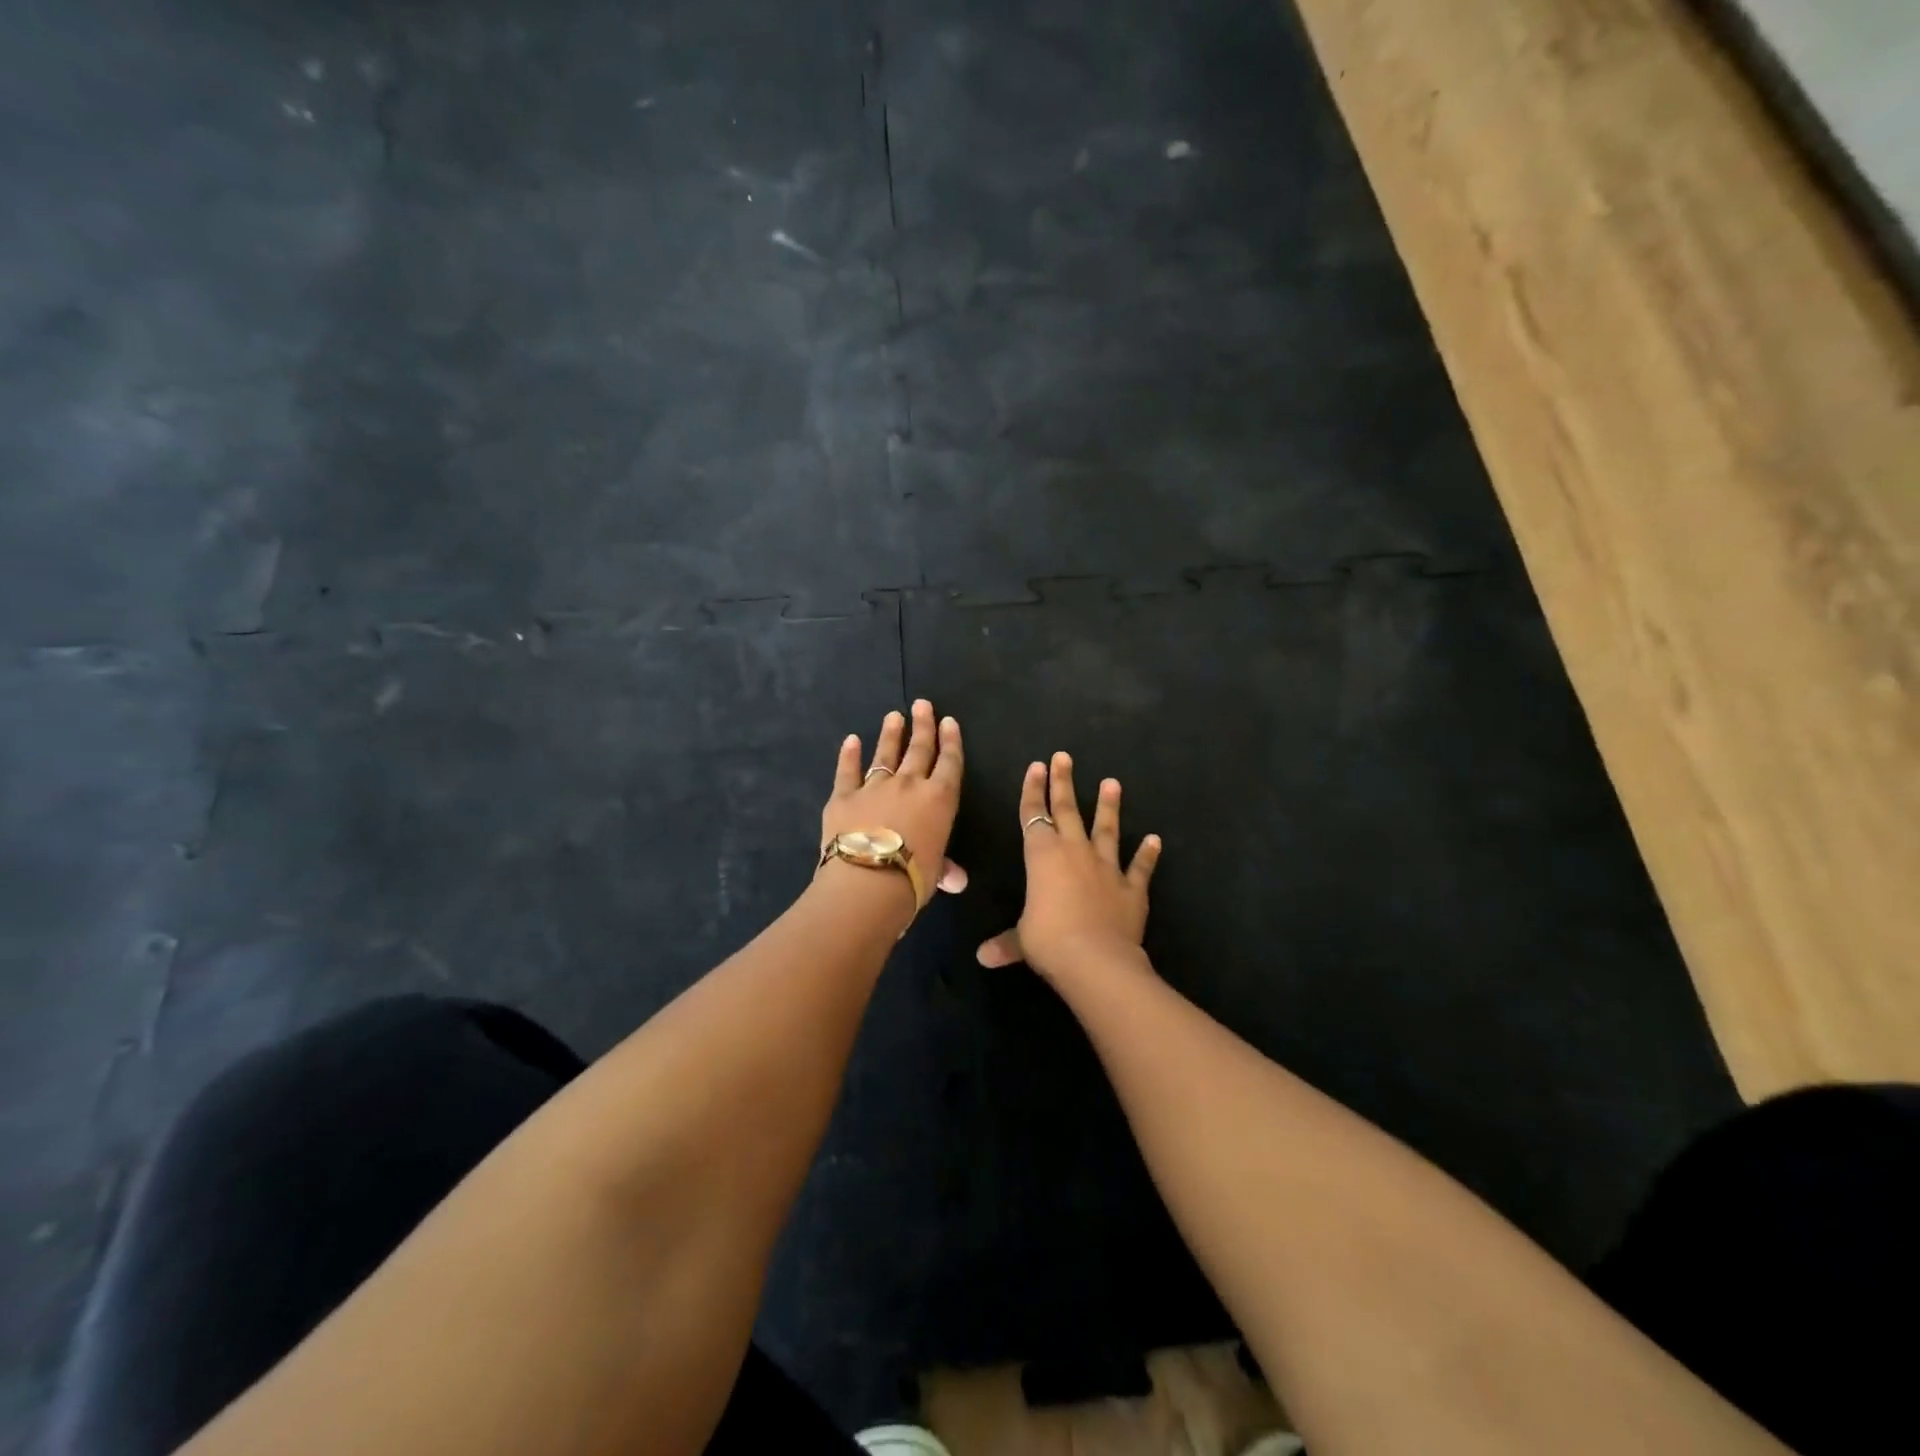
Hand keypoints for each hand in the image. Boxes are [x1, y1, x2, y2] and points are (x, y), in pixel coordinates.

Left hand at [821, 700, 968, 906]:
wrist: (867, 881)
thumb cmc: (913, 878)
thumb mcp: (935, 874)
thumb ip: (944, 869)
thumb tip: (956, 880)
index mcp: (939, 799)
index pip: (949, 763)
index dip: (951, 741)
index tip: (949, 722)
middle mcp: (909, 785)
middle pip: (919, 749)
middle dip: (923, 725)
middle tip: (923, 704)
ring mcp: (875, 786)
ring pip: (886, 753)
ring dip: (891, 734)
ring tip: (894, 716)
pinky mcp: (844, 796)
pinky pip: (848, 770)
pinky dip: (849, 754)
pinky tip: (851, 740)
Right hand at [977, 751, 1161, 978]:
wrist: (1096, 960)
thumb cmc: (1049, 942)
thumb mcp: (1022, 941)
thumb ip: (1005, 944)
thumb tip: (983, 958)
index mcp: (1042, 857)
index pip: (1033, 816)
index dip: (1032, 791)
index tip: (1036, 767)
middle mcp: (1074, 853)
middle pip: (1067, 810)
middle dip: (1063, 782)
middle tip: (1064, 757)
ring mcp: (1106, 868)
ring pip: (1106, 829)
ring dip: (1109, 806)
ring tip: (1112, 782)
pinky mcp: (1132, 888)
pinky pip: (1140, 867)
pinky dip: (1148, 854)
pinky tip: (1155, 840)